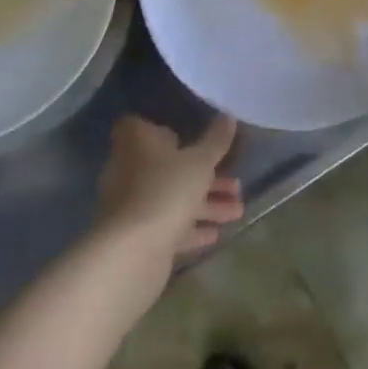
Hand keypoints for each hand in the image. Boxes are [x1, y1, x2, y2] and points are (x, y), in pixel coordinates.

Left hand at [96, 114, 243, 267]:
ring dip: (206, 204)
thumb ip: (216, 141)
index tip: (194, 138)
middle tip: (236, 184)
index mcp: (137, 142)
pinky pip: (169, 225)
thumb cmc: (166, 190)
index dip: (169, 131)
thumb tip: (228, 116)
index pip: (146, 127)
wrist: (132, 252)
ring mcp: (132, 204)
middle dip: (204, 176)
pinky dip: (191, 227)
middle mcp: (129, 169)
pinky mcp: (138, 235)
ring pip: (173, 198)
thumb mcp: (200, 162)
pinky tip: (216, 234)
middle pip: (169, 166)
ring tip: (238, 211)